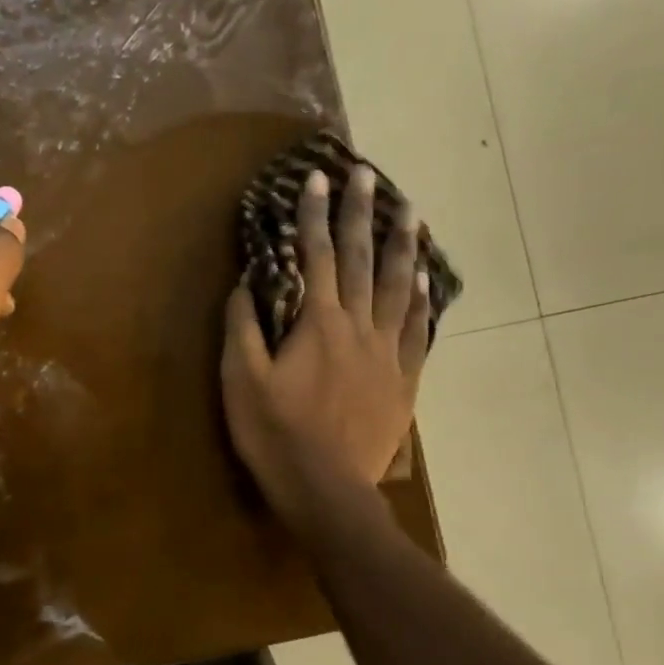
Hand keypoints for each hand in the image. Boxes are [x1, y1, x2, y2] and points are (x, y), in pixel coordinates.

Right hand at [221, 164, 431, 532]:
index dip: (315, 215)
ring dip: (403, 245)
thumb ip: (243, 328)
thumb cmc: (275, 435)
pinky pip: (416, 331)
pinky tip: (422, 279)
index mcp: (318, 324)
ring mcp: (386, 353)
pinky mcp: (402, 380)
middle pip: (361, 260)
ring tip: (411, 210)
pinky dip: (419, 301)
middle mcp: (357, 327)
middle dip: (362, 214)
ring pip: (397, 288)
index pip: (316, 257)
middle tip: (369, 175)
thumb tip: (246, 284)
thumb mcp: (241, 381)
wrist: (326, 489)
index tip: (319, 178)